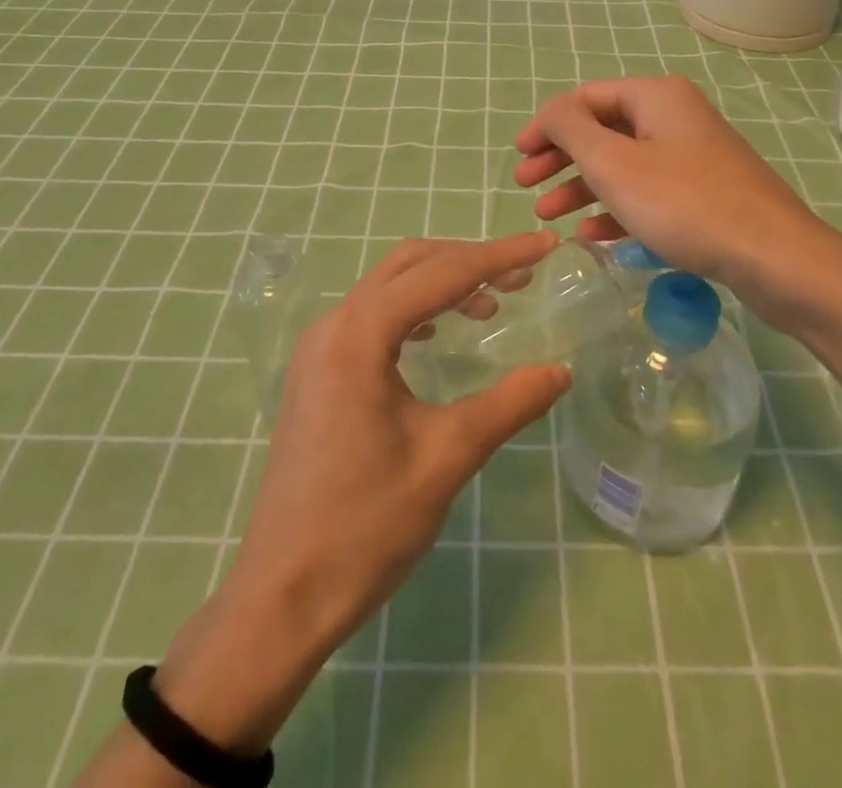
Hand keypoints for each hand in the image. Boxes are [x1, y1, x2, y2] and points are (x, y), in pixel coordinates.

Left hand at [147, 233, 568, 756]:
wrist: (281, 596)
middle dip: (469, 260)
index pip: (441, 273)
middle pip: (410, 264)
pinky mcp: (316, 371)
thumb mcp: (446, 459)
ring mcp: (318, 348)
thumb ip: (508, 405)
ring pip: (388, 286)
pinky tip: (438, 333)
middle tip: (522, 275)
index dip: (498, 255)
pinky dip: (414, 309)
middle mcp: (333, 325)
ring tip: (491, 303)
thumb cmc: (365, 526)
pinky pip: (371, 315)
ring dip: (440, 282)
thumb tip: (560, 371)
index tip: (545, 244)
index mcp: (359, 335)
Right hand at [513, 77, 841, 324]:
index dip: (547, 125)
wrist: (775, 258)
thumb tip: (551, 110)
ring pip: (623, 165)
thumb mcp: (612, 162)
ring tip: (547, 215)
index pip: (586, 98)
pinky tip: (590, 235)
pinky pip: (648, 193)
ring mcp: (693, 158)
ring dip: (581, 187)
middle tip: (525, 186)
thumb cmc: (684, 203)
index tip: (518, 157)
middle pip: (603, 130)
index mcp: (656, 98)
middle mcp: (675, 118)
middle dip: (560, 158)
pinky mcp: (705, 195)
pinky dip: (615, 209)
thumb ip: (570, 128)